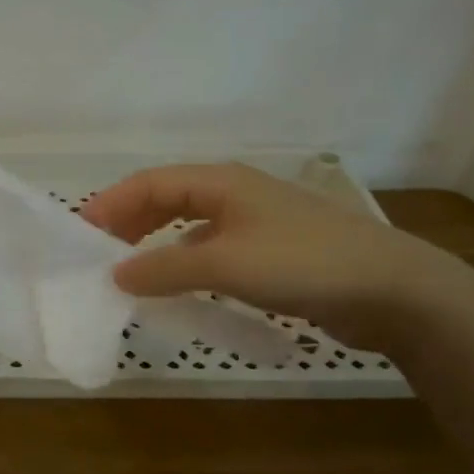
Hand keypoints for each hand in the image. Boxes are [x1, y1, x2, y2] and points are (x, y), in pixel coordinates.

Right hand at [79, 163, 459, 350]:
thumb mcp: (223, 265)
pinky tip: (178, 284)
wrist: (393, 290)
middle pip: (167, 198)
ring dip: (155, 242)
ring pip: (189, 225)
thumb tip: (115, 273)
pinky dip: (184, 262)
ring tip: (129, 268)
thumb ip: (164, 268)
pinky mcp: (271, 252)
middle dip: (129, 221)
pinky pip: (211, 250)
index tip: (81, 232)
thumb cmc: (302, 263)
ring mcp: (255, 223)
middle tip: (99, 251)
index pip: (150, 183)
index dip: (112, 203)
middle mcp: (234, 195)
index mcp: (220, 182)